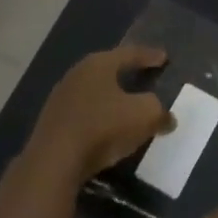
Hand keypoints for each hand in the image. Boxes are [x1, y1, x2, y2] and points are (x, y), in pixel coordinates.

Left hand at [26, 45, 173, 186]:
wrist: (52, 164)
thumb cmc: (102, 128)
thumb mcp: (144, 116)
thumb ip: (159, 111)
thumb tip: (167, 118)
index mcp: (99, 64)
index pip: (130, 53)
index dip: (149, 56)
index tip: (164, 57)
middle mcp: (77, 74)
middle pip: (108, 70)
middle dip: (126, 73)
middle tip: (143, 76)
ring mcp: (59, 99)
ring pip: (93, 93)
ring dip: (110, 98)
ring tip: (124, 106)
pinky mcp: (50, 125)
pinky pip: (81, 114)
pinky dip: (96, 118)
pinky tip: (104, 130)